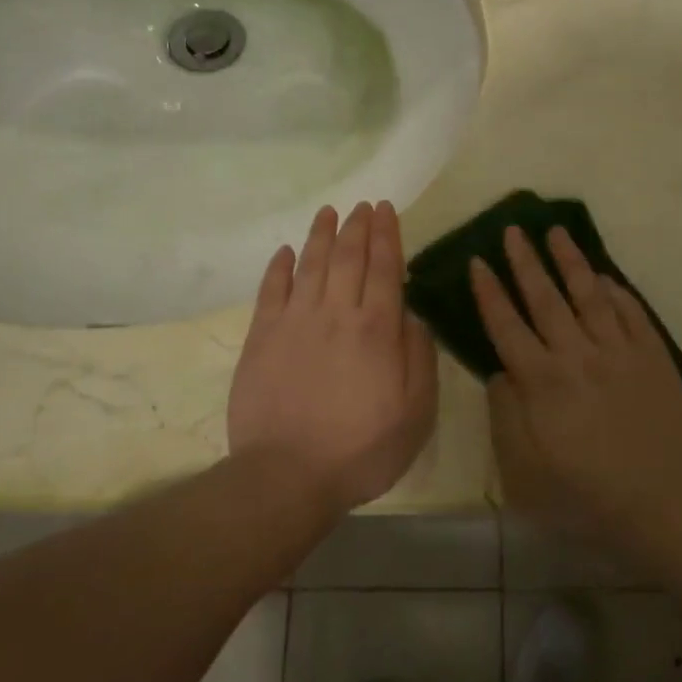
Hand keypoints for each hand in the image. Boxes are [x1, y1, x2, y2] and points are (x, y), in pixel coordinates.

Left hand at [229, 202, 438, 511]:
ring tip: (329, 212)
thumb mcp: (416, 413)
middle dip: (358, 227)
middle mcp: (336, 314)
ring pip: (310, 265)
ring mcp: (294, 322)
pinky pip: (271, 290)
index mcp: (376, 329)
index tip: (386, 210)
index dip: (387, 236)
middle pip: (348, 258)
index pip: (384, 268)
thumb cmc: (362, 449)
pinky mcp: (262, 337)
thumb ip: (419, 358)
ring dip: (321, 236)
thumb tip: (412, 316)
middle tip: (363, 206)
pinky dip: (279, 267)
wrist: (287, 475)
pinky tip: (285, 251)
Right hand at [470, 224, 681, 545]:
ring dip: (571, 261)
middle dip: (526, 262)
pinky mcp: (655, 358)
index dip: (489, 292)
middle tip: (513, 229)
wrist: (665, 506)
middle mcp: (579, 355)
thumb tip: (502, 372)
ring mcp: (621, 352)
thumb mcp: (525, 471)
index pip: (507, 325)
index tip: (478, 261)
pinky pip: (633, 313)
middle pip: (546, 299)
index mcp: (544, 382)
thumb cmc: (587, 495)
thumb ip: (506, 415)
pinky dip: (617, 291)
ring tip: (556, 232)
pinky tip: (606, 277)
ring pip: (591, 295)